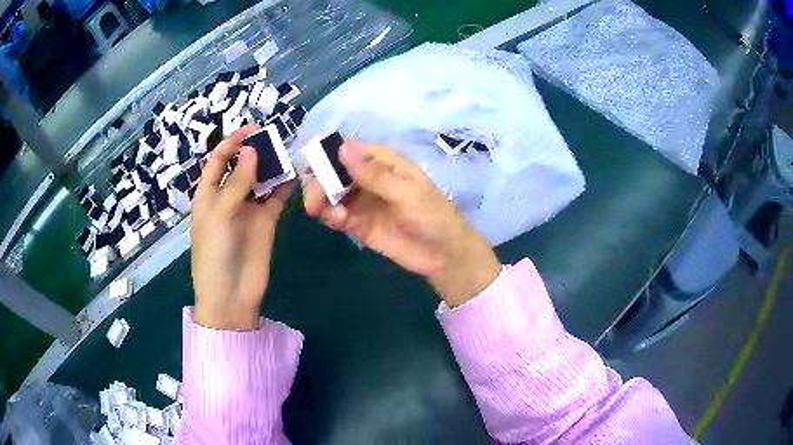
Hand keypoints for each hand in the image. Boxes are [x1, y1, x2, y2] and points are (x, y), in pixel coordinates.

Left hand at [191, 126, 291, 329]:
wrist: (231, 296)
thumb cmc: (214, 254)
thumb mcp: (219, 215)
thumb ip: (236, 182)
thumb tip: (253, 150)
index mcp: (208, 194)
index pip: (219, 160)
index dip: (233, 142)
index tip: (253, 129)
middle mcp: (228, 196)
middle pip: (241, 165)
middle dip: (256, 150)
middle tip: (276, 137)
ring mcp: (248, 208)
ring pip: (261, 179)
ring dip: (272, 165)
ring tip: (289, 150)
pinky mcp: (266, 221)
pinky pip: (276, 197)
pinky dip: (285, 185)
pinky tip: (297, 173)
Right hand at [303, 141, 500, 306]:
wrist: (444, 255)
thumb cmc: (434, 216)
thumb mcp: (408, 193)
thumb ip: (374, 174)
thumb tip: (342, 148)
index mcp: (383, 162)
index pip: (349, 149)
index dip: (328, 155)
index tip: (314, 167)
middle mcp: (367, 177)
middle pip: (333, 171)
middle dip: (319, 182)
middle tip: (314, 200)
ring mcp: (361, 201)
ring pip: (330, 193)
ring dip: (322, 200)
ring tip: (330, 214)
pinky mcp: (358, 224)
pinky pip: (336, 215)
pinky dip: (331, 216)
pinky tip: (339, 221)